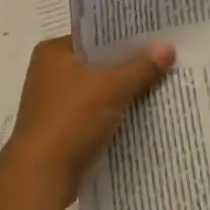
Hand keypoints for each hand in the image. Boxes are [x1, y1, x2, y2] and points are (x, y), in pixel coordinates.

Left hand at [4, 37, 175, 189]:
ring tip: (160, 85)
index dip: (126, 36)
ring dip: (123, 92)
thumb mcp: (112, 88)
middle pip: (98, 63)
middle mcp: (49, 73)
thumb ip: (141, 67)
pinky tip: (141, 115)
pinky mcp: (61, 129)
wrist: (42, 174)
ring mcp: (53, 103)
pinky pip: (94, 114)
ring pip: (98, 91)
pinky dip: (113, 114)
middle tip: (165, 60)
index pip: (95, 35)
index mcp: (53, 52)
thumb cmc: (72, 119)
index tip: (156, 37)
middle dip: (129, 66)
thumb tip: (167, 48)